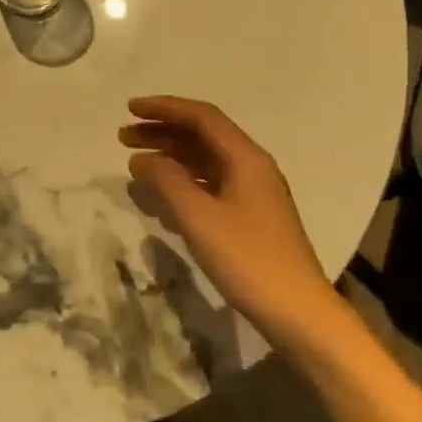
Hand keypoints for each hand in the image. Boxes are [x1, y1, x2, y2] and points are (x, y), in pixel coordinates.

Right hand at [120, 96, 340, 357]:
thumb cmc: (248, 259)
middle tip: (123, 137)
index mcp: (245, 158)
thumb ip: (166, 181)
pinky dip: (182, 184)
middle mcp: (251, 168)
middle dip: (162, 132)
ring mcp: (252, 194)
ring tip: (135, 164)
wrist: (298, 312)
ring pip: (204, 162)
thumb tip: (140, 158)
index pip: (202, 117)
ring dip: (170, 158)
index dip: (164, 108)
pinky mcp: (249, 218)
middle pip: (202, 136)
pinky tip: (160, 198)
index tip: (129, 109)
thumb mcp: (199, 217)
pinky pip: (209, 187)